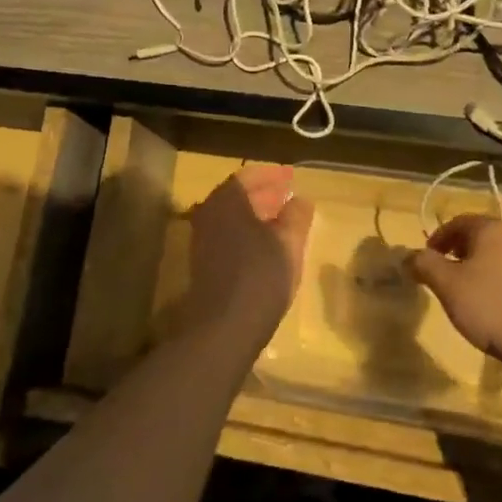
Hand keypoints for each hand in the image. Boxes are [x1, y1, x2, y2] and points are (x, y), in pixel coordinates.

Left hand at [179, 165, 314, 346]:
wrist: (223, 327)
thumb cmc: (260, 276)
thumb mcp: (288, 243)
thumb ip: (296, 216)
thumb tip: (300, 200)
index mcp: (226, 200)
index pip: (249, 175)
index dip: (273, 175)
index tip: (292, 177)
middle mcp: (208, 213)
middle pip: (238, 195)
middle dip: (264, 193)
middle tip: (288, 196)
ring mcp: (202, 238)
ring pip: (232, 216)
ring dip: (256, 214)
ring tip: (283, 220)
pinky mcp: (203, 262)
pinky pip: (227, 234)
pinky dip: (247, 232)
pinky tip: (267, 245)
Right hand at [409, 214, 501, 368]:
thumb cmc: (491, 307)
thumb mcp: (447, 285)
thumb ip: (424, 265)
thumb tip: (408, 256)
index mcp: (491, 230)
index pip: (457, 222)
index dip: (437, 239)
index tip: (425, 261)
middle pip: (477, 239)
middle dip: (455, 254)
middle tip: (440, 277)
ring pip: (494, 259)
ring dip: (474, 271)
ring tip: (462, 296)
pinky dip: (493, 287)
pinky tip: (488, 311)